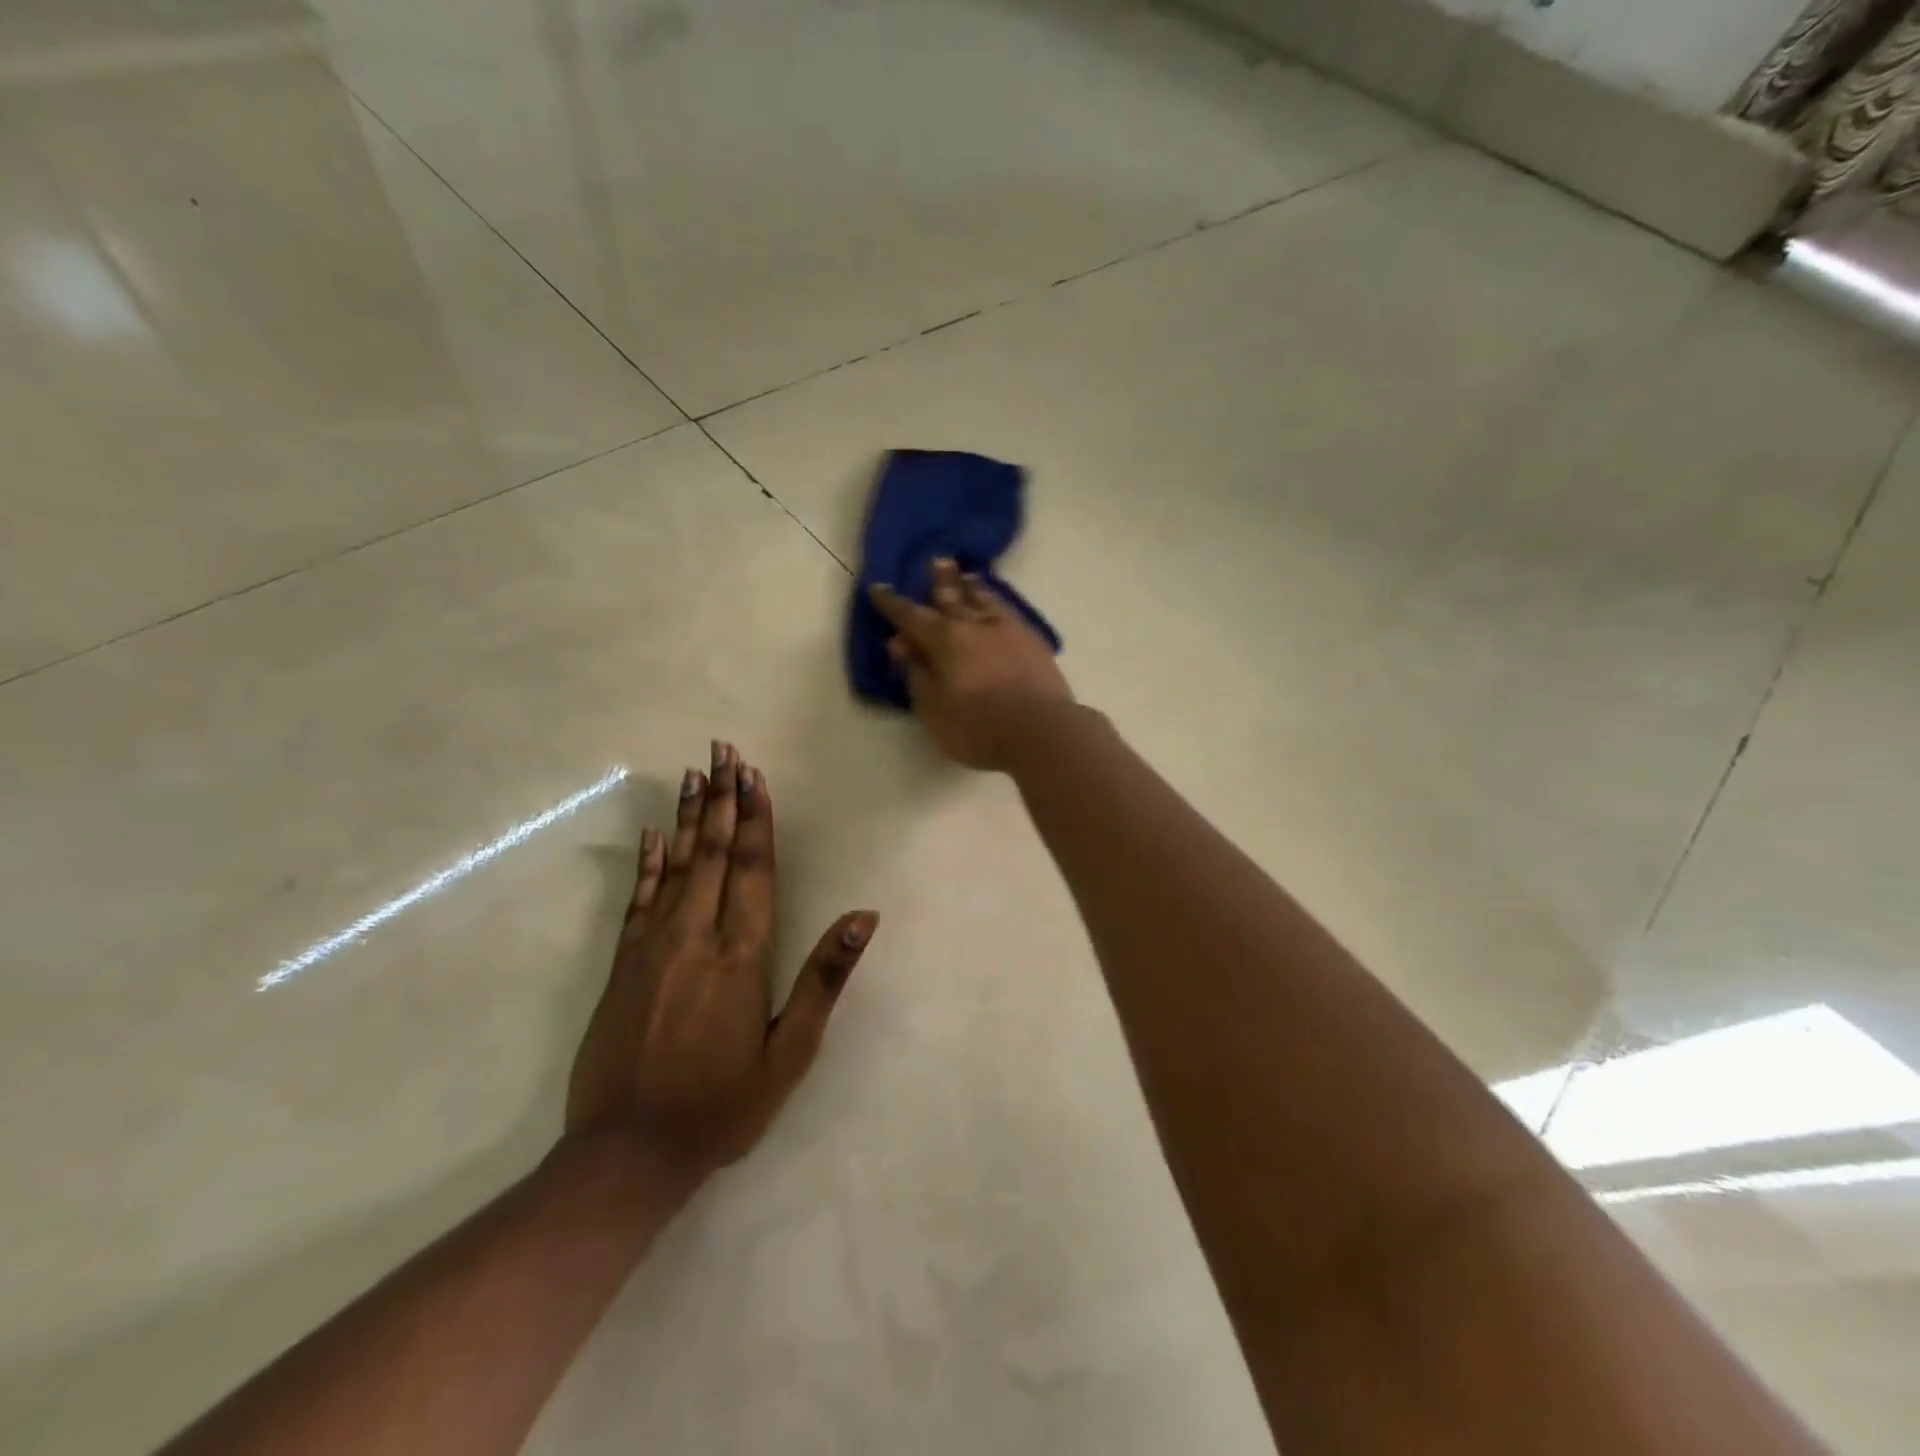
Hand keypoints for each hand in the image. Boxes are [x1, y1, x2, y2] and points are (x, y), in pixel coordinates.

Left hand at [565, 743, 876, 1183]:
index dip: (757, 818)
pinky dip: (648, 862)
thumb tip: (863, 917)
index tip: (754, 774)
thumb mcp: (790, 1051)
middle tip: (722, 750)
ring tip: (695, 774)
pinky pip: (638, 899)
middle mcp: (697, 936)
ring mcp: (653, 947)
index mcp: (742, 955)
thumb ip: (824, 978)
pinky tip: (654, 834)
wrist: (629, 1154)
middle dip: (723, 798)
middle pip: (715, 852)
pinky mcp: (622, 965)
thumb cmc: (722, 1104)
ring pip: (677, 865)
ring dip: (690, 817)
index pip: (754, 868)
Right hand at [868, 558, 1073, 770]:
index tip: (878, 588)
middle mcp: (976, 624)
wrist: (1042, 731)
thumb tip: (900, 644)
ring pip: (986, 600)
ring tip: (968, 576)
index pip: (911, 616)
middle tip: (937, 560)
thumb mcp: (933, 707)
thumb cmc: (978, 726)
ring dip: (973, 588)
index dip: (892, 603)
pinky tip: (1000, 607)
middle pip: (953, 597)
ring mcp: (1009, 630)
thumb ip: (916, 672)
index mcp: (945, 639)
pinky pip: (1010, 612)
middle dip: (940, 581)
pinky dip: (998, 604)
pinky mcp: (1034, 642)